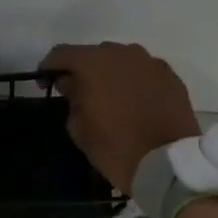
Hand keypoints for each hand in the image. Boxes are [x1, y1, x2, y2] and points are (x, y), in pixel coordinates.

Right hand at [40, 42, 200, 192]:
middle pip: (94, 54)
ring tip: (109, 97)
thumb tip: (72, 84)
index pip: (62, 54)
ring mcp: (151, 62)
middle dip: (83, 70)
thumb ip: (71, 97)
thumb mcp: (78, 127)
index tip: (45, 83)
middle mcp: (123, 53)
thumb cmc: (114, 147)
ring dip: (111, 74)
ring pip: (122, 61)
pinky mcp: (171, 76)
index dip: (49, 67)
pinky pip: (144, 72)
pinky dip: (134, 82)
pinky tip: (134, 102)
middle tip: (79, 93)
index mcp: (94, 63)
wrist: (167, 164)